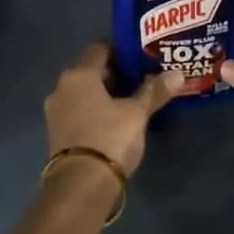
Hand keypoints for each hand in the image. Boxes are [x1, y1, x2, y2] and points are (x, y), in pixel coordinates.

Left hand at [44, 42, 183, 175]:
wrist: (80, 184)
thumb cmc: (109, 138)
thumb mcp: (136, 114)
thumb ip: (154, 91)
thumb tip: (177, 74)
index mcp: (79, 75)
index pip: (99, 48)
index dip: (120, 49)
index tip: (140, 54)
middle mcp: (62, 87)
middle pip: (90, 71)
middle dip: (115, 73)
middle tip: (141, 78)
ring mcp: (56, 111)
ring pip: (83, 92)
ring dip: (104, 93)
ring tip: (131, 99)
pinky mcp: (57, 132)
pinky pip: (78, 110)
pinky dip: (94, 109)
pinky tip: (114, 119)